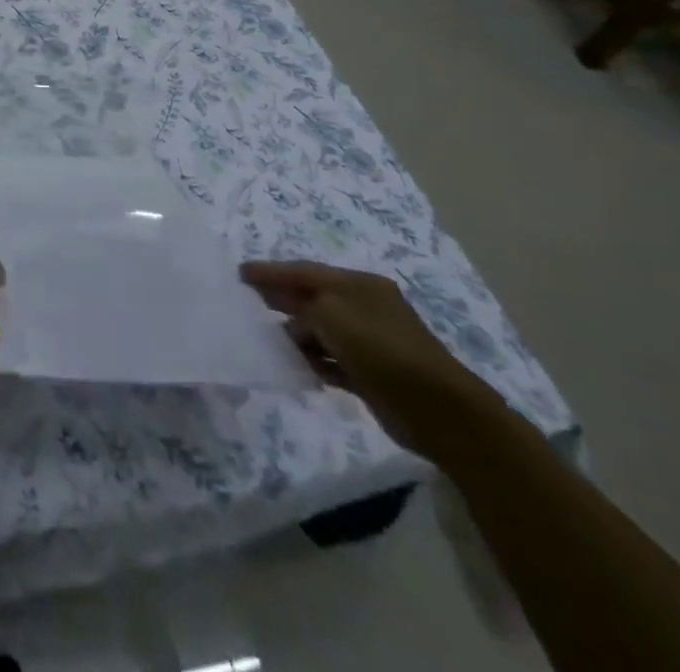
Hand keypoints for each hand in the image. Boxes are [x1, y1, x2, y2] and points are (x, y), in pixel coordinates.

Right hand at [240, 260, 506, 457]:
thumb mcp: (332, 316)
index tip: (240, 273)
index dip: (271, 271)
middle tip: (246, 299)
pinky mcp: (370, 372)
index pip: (305, 271)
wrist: (439, 410)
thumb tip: (291, 326)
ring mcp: (369, 340)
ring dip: (295, 334)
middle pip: (311, 297)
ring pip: (319, 330)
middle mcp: (363, 307)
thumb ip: (302, 310)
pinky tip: (294, 366)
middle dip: (280, 298)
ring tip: (265, 338)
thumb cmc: (381, 350)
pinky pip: (330, 359)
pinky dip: (313, 360)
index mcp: (358, 285)